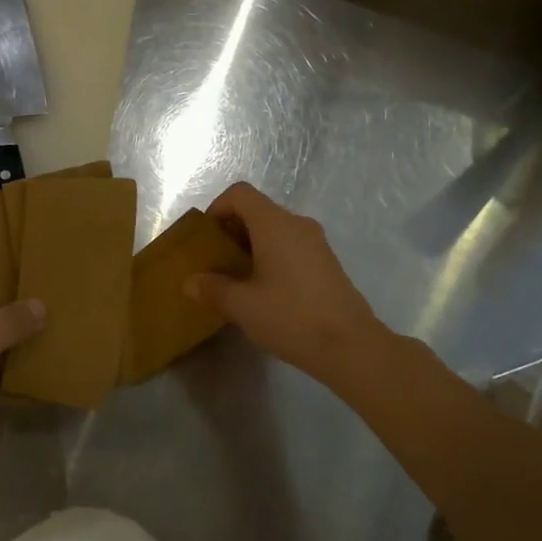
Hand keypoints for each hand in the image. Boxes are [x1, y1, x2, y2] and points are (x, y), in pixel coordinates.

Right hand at [186, 183, 387, 382]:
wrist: (351, 346)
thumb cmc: (291, 317)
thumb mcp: (242, 306)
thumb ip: (212, 289)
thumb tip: (190, 282)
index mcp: (274, 224)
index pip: (240, 194)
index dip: (217, 208)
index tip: (207, 239)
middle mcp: (297, 224)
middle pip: (257, 210)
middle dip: (231, 231)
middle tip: (216, 263)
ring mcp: (316, 243)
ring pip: (275, 230)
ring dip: (251, 246)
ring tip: (237, 279)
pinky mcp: (327, 263)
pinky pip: (291, 247)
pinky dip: (271, 257)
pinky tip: (265, 291)